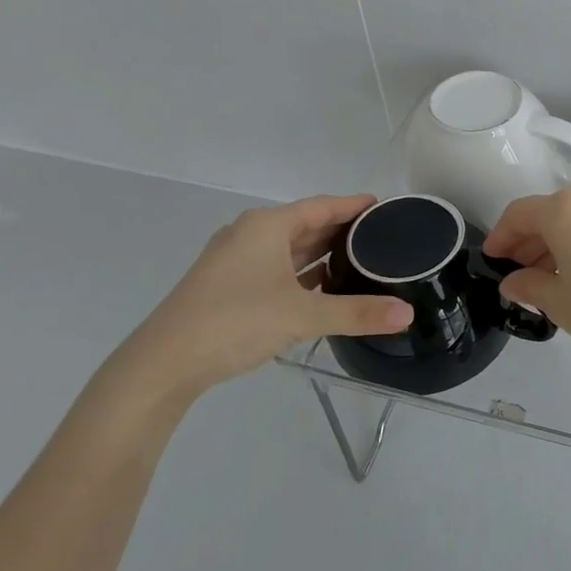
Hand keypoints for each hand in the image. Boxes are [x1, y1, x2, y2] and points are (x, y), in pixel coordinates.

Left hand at [100, 195, 412, 404]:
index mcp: (267, 226)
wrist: (163, 364)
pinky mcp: (227, 286)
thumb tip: (408, 313)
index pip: (322, 206)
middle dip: (341, 231)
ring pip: (289, 249)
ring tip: (360, 261)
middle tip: (381, 237)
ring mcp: (235, 261)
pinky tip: (323, 289)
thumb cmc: (234, 322)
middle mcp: (250, 235)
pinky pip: (276, 269)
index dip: (353, 206)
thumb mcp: (302, 315)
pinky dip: (302, 274)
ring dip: (321, 254)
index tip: (383, 207)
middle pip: (306, 225)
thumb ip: (357, 312)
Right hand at [482, 184, 570, 379]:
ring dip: (555, 241)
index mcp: (564, 209)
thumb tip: (513, 281)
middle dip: (528, 240)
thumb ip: (530, 286)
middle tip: (516, 273)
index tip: (492, 259)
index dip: (500, 235)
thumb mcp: (560, 304)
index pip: (519, 213)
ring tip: (545, 278)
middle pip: (548, 212)